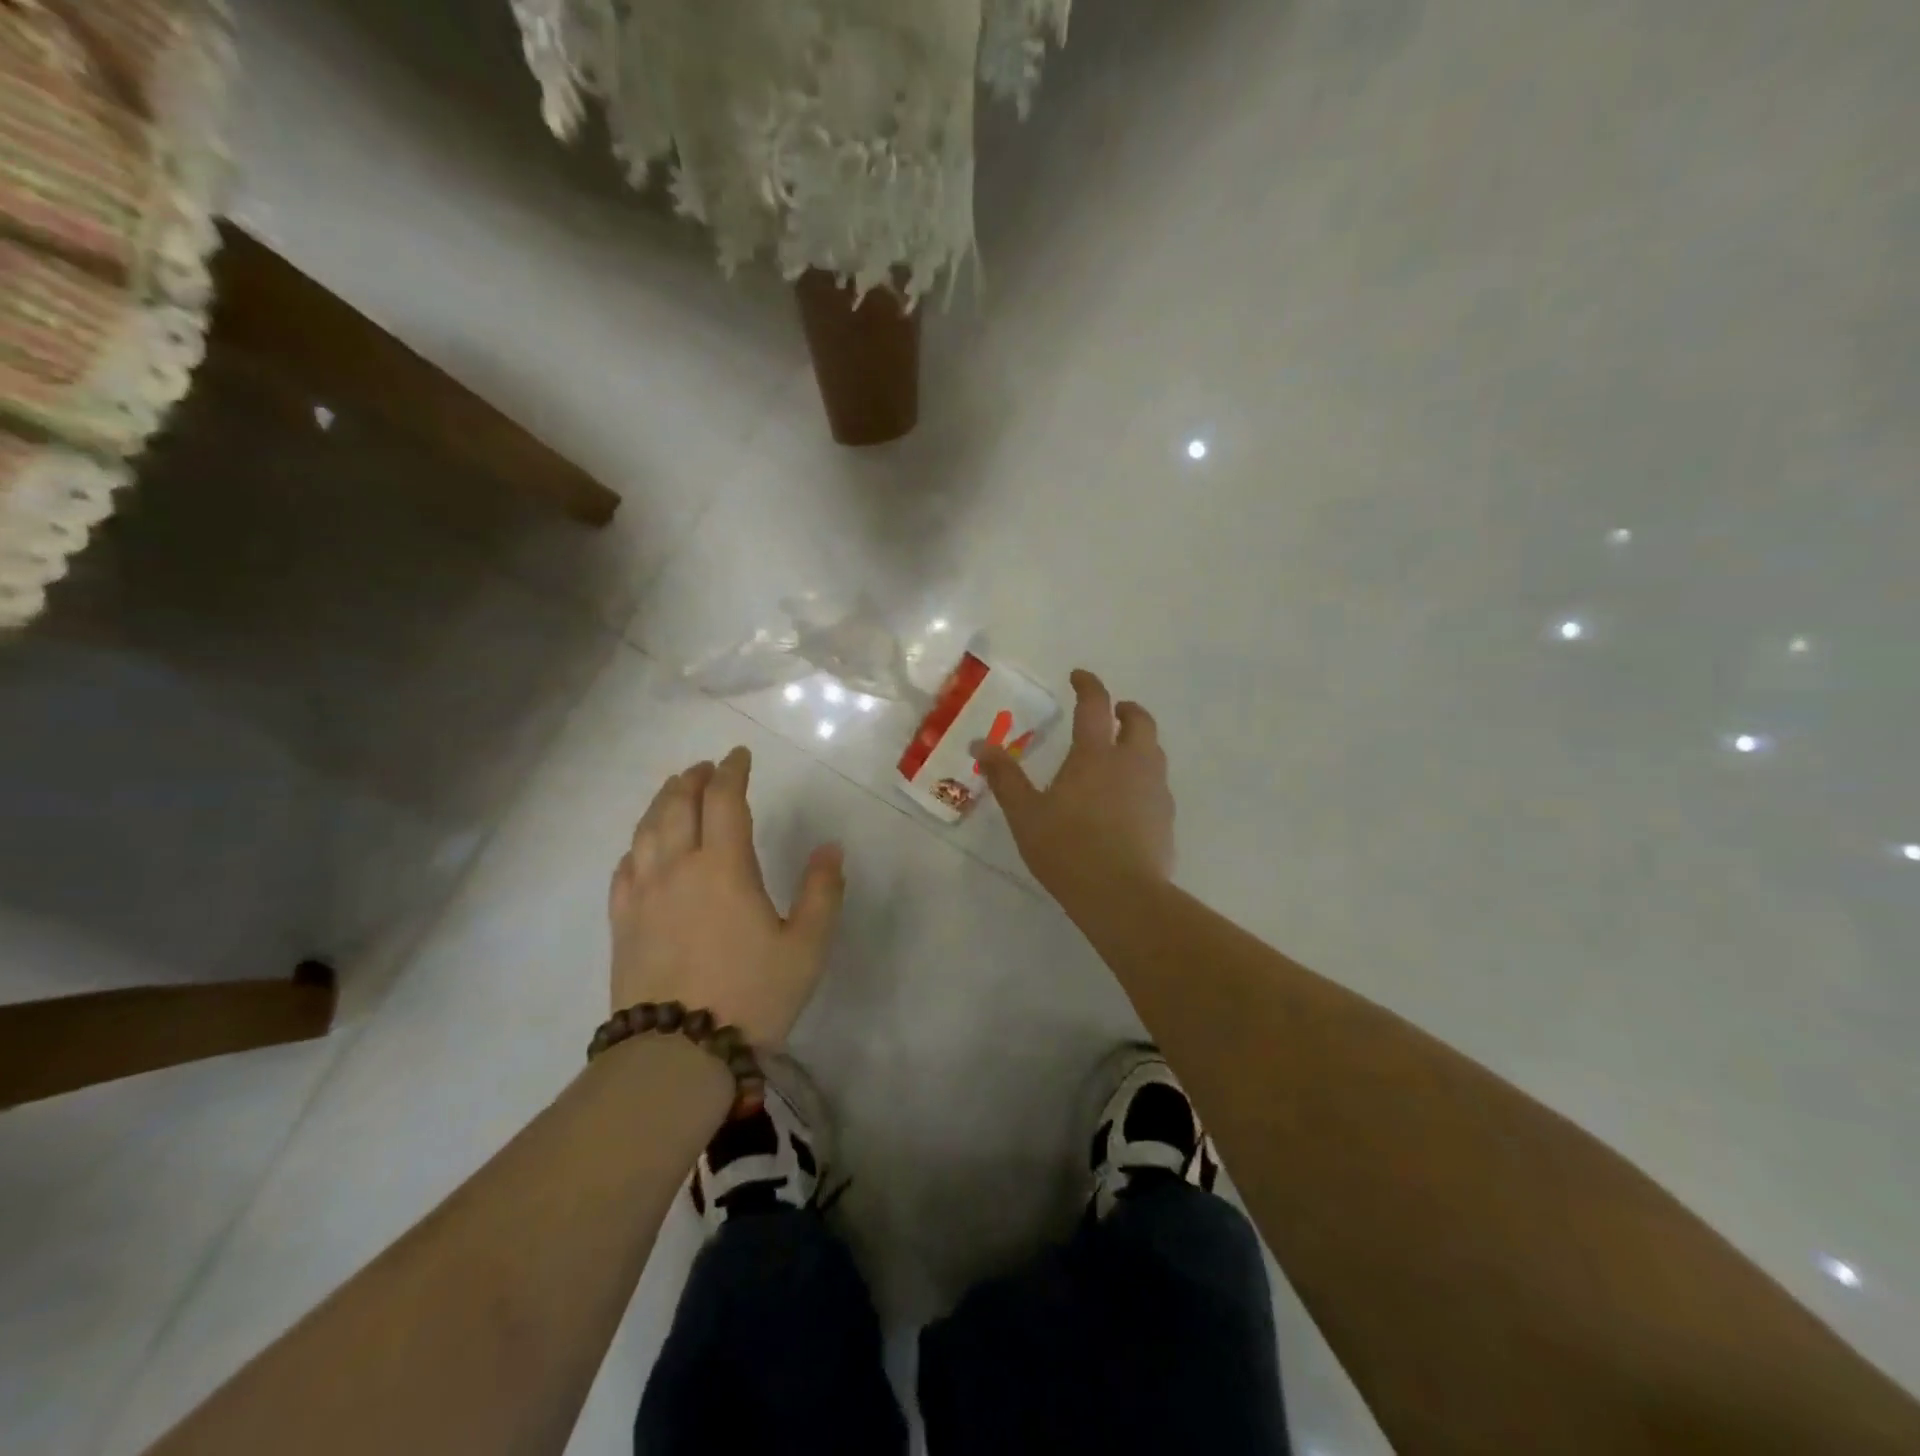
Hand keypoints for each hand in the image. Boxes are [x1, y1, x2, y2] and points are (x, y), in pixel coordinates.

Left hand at [608, 746, 844, 1045]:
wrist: (677, 1054)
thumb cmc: (752, 995)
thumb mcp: (806, 947)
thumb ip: (822, 892)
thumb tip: (831, 848)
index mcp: (723, 867)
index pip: (723, 800)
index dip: (731, 771)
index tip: (739, 756)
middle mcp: (677, 868)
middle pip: (677, 806)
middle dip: (692, 779)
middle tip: (706, 768)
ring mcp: (643, 896)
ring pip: (646, 831)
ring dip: (661, 803)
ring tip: (674, 792)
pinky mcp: (622, 924)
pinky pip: (624, 869)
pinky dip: (636, 846)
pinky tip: (642, 849)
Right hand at [974, 669, 1174, 906]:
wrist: (1122, 895)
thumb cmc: (1067, 849)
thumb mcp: (1025, 814)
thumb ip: (1005, 777)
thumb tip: (981, 745)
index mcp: (1095, 755)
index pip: (1095, 705)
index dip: (1088, 684)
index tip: (1079, 676)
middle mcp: (1131, 762)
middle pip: (1140, 721)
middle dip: (1126, 709)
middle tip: (1113, 712)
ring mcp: (1154, 789)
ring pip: (1154, 750)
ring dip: (1139, 741)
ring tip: (1121, 753)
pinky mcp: (1166, 817)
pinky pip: (1158, 783)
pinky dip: (1145, 776)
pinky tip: (1129, 798)